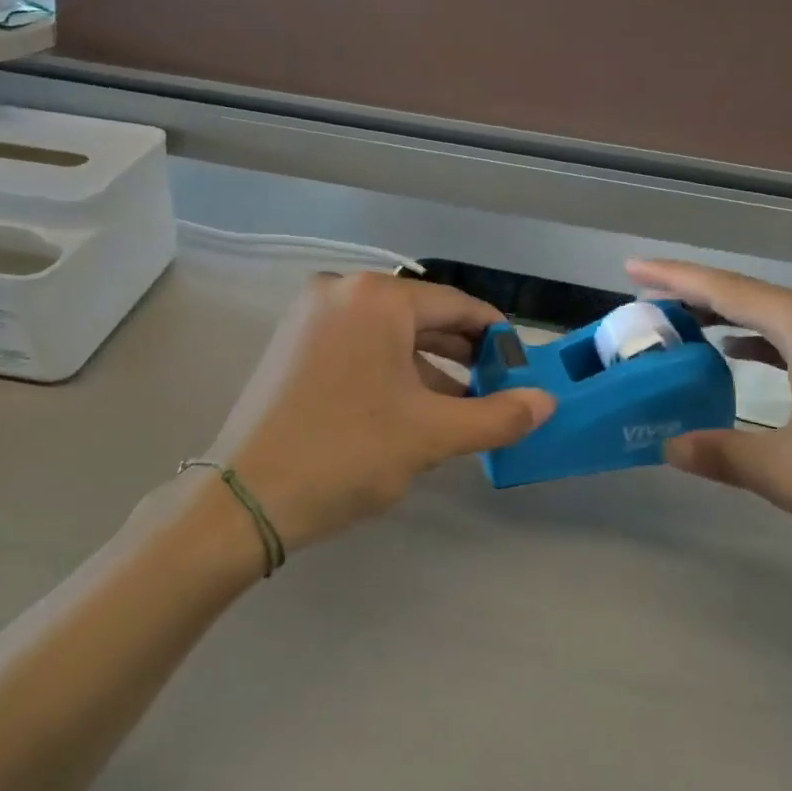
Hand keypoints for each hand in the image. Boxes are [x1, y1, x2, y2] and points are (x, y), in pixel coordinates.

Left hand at [206, 273, 555, 549]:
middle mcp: (341, 292)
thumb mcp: (431, 435)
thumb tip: (547, 402)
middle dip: (461, 353)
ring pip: (387, 334)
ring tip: (460, 405)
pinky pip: (357, 346)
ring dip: (427, 366)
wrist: (245, 498)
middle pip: (420, 316)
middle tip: (496, 387)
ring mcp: (309, 317)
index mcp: (377, 298)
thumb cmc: (347, 454)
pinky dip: (389, 370)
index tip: (520, 365)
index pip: (456, 306)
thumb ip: (497, 415)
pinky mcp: (291, 345)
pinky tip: (409, 407)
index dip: (494, 335)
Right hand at [628, 258, 791, 584]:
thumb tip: (667, 446)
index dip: (678, 278)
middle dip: (697, 292)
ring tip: (683, 322)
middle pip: (754, 297)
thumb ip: (722, 453)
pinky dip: (760, 342)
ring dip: (729, 317)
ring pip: (779, 319)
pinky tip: (740, 355)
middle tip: (646, 296)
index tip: (633, 268)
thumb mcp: (790, 474)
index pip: (732, 293)